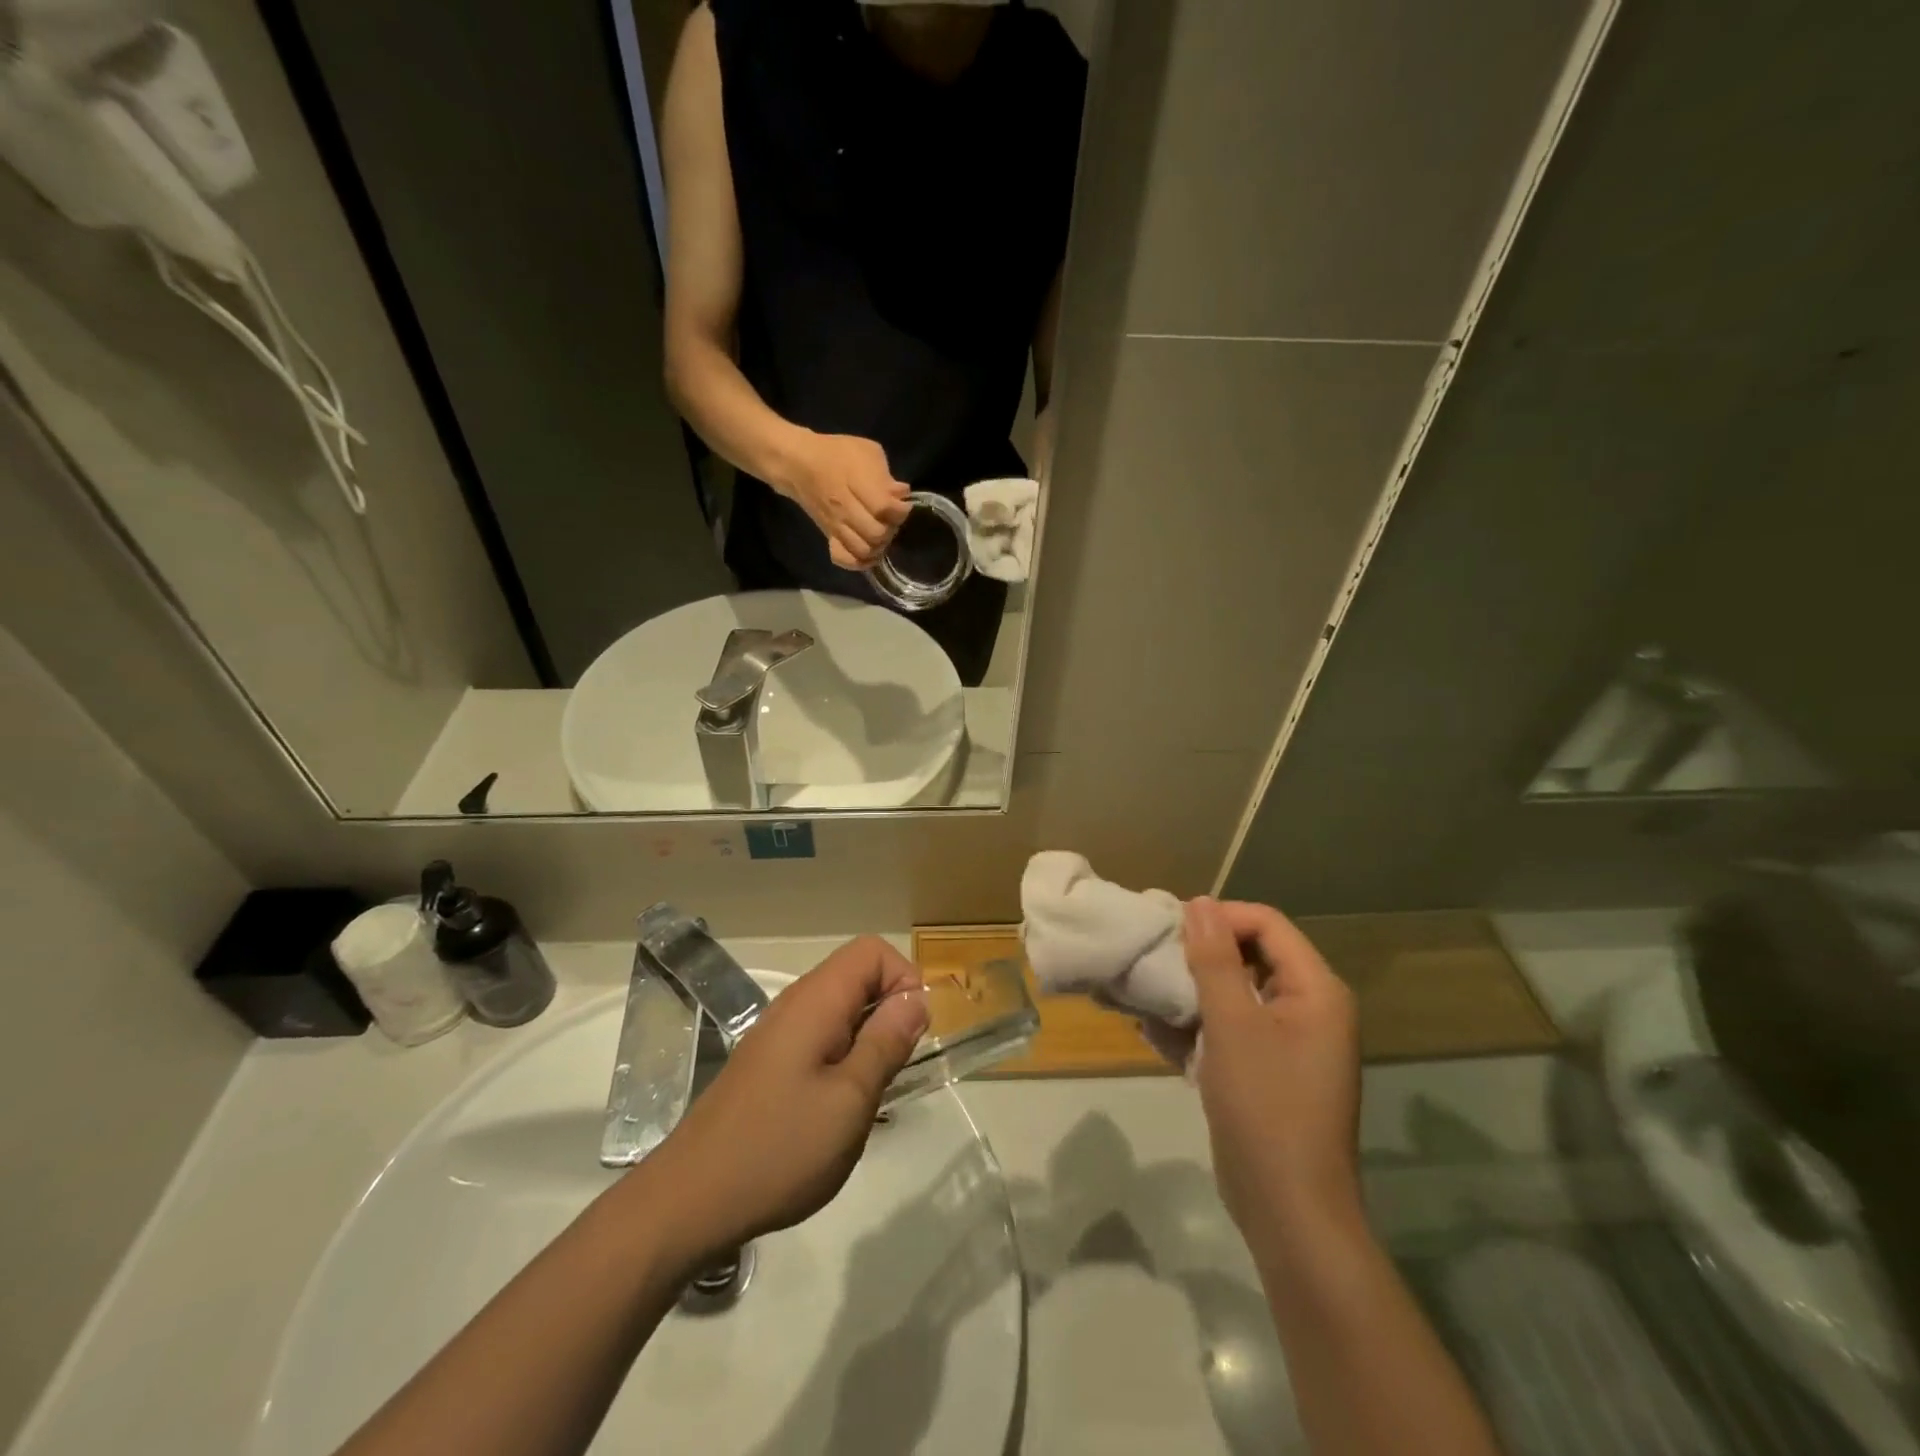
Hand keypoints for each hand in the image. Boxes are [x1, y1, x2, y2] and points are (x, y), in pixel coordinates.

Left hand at [645, 936, 928, 1260]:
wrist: (690, 1201)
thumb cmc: (780, 1148)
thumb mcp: (851, 1099)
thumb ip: (886, 1042)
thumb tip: (915, 998)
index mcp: (816, 1001)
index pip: (872, 951)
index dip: (903, 979)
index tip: (911, 1033)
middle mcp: (795, 1004)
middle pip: (857, 976)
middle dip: (888, 1013)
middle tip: (892, 1071)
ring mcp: (777, 1034)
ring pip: (840, 1010)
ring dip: (867, 1040)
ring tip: (867, 1096)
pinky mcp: (768, 1063)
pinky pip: (820, 1038)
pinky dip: (842, 1059)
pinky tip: (835, 1111)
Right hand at [781, 432, 911, 569]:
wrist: (799, 464)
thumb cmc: (837, 453)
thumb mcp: (866, 451)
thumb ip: (886, 474)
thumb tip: (901, 493)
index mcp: (856, 483)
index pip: (884, 508)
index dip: (900, 510)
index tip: (902, 504)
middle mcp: (845, 509)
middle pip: (876, 534)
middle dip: (891, 529)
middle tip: (890, 520)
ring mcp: (836, 526)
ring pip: (863, 550)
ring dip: (878, 546)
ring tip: (881, 535)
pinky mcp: (829, 537)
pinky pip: (844, 559)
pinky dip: (858, 561)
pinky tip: (867, 553)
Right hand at [1183, 897, 1361, 1238]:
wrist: (1288, 1211)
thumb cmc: (1265, 1108)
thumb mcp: (1233, 1026)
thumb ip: (1215, 960)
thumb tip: (1199, 902)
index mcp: (1316, 991)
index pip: (1267, 924)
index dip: (1220, 918)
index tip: (1170, 930)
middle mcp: (1308, 1009)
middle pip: (1250, 956)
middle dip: (1200, 957)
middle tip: (1155, 962)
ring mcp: (1287, 1043)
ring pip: (1233, 994)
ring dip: (1191, 994)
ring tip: (1147, 998)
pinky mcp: (1265, 1072)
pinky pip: (1228, 1030)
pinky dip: (1195, 1028)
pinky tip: (1155, 1034)